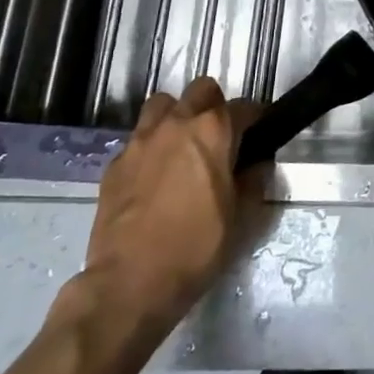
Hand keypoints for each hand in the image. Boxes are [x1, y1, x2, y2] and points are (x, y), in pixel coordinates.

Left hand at [57, 76, 260, 360]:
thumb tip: (257, 164)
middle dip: (214, 106)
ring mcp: (140, 141)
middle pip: (201, 90)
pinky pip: (138, 139)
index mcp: (213, 131)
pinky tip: (154, 176)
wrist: (130, 283)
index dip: (255, 119)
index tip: (258, 134)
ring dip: (177, 116)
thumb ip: (254, 180)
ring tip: (182, 145)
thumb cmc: (196, 247)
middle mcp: (176, 124)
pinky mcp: (114, 164)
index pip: (244, 107)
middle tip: (220, 136)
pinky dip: (151, 147)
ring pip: (163, 105)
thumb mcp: (243, 217)